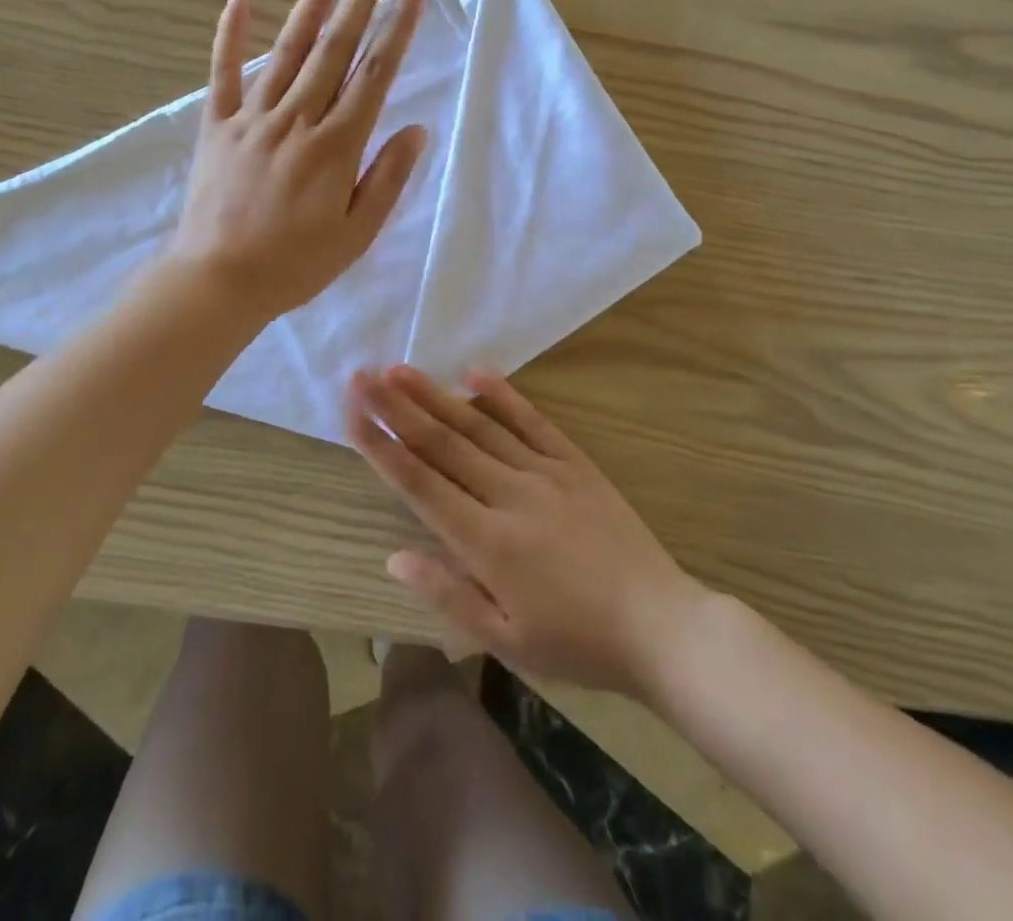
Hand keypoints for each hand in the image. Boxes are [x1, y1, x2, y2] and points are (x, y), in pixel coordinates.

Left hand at [168, 0, 427, 321]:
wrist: (217, 282)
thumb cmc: (295, 264)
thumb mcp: (356, 234)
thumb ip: (387, 178)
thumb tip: (416, 129)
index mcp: (335, 146)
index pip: (374, 76)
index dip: (396, 31)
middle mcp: (297, 119)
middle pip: (334, 48)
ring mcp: (252, 118)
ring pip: (288, 49)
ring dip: (312, 1)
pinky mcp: (216, 126)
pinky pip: (222, 74)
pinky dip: (230, 36)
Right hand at [346, 365, 711, 697]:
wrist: (660, 626)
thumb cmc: (577, 643)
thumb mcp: (505, 640)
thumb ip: (447, 594)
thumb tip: (393, 557)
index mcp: (486, 541)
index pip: (419, 483)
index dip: (380, 446)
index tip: (352, 413)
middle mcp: (509, 495)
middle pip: (441, 444)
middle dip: (396, 408)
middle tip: (362, 376)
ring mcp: (545, 472)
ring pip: (478, 426)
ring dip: (436, 395)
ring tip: (400, 369)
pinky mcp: (575, 463)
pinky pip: (533, 421)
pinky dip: (503, 395)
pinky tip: (475, 371)